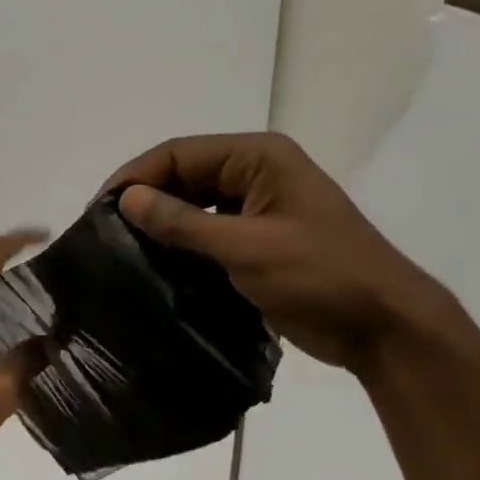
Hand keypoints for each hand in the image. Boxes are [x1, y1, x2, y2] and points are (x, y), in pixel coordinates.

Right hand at [104, 133, 456, 376]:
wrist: (381, 325)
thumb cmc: (320, 275)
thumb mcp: (246, 246)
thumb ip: (183, 222)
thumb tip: (126, 199)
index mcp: (259, 158)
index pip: (180, 153)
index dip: (136, 176)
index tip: (98, 209)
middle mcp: (255, 174)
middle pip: (184, 176)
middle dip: (144, 200)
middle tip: (102, 233)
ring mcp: (257, 209)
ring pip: (193, 206)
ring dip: (160, 225)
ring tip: (120, 250)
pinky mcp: (256, 242)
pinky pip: (206, 233)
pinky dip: (180, 246)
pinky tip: (153, 266)